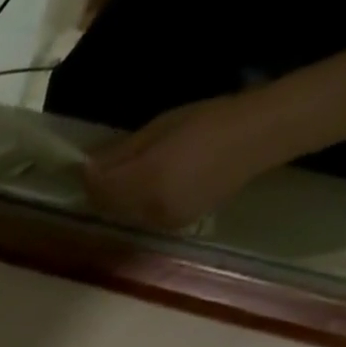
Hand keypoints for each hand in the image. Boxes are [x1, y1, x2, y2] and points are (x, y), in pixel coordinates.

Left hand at [84, 95, 275, 230]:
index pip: (100, 189)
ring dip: (117, 201)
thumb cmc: (210, 121)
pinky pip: (143, 218)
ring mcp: (163, 221)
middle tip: (101, 173)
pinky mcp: (175, 225)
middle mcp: (150, 207)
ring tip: (123, 179)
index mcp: (146, 180)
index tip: (86, 166)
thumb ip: (122, 152)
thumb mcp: (160, 128)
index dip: (89, 178)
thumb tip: (90, 166)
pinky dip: (136, 206)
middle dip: (100, 191)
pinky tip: (146, 189)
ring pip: (123, 215)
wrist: (260, 136)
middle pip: (108, 206)